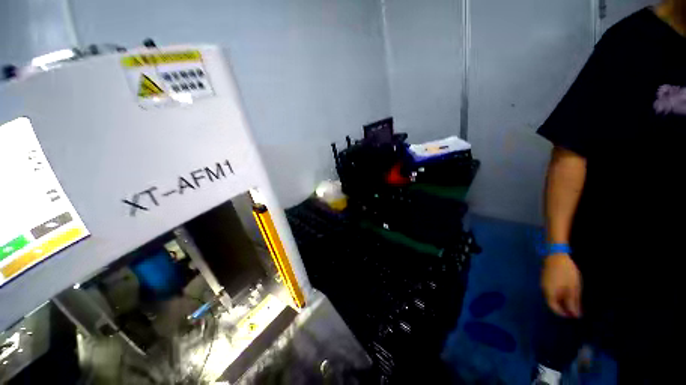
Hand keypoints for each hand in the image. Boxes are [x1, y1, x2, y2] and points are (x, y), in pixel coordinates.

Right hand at [541, 253, 581, 317]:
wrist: (556, 255)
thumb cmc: (566, 273)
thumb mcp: (573, 288)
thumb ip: (573, 302)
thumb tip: (575, 315)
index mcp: (550, 293)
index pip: (554, 308)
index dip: (563, 313)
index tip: (574, 316)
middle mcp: (544, 289)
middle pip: (552, 302)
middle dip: (564, 306)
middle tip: (575, 308)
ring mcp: (543, 283)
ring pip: (552, 295)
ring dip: (562, 299)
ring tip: (573, 299)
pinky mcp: (545, 277)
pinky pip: (551, 289)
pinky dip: (559, 293)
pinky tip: (566, 290)